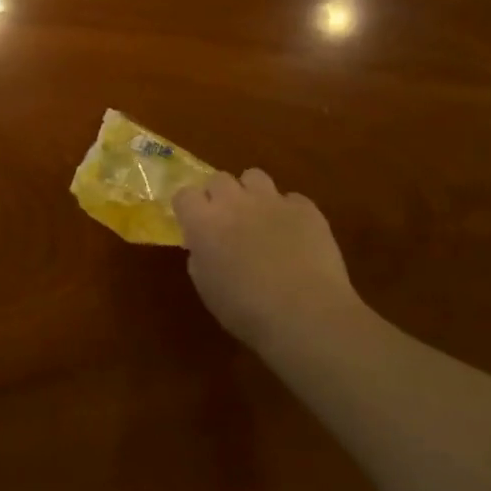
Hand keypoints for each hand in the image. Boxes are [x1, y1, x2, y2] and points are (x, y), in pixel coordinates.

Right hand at [172, 170, 365, 352]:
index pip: (184, 194)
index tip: (193, 224)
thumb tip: (204, 246)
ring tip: (259, 218)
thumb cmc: (245, 310)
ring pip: (254, 176)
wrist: (305, 314)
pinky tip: (294, 235)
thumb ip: (200, 257)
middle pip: (218, 179)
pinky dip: (288, 212)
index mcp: (203, 222)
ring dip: (251, 193)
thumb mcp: (206, 287)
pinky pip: (291, 199)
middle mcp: (234, 202)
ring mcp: (272, 201)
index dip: (188, 208)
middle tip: (226, 221)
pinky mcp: (306, 208)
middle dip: (219, 196)